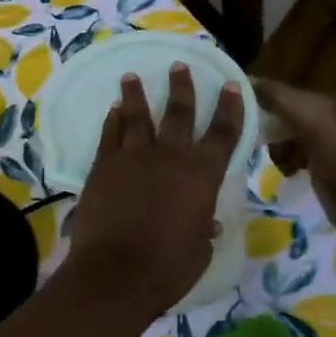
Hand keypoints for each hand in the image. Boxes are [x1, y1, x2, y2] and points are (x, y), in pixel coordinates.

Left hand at [66, 64, 243, 309]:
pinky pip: (110, 134)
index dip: (230, 108)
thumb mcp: (198, 249)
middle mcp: (170, 156)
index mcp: (202, 174)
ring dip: (136, 94)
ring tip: (132, 76)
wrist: (116, 271)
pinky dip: (113, 120)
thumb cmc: (168, 267)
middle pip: (179, 112)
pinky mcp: (104, 165)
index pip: (223, 133)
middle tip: (179, 65)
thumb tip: (206, 221)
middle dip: (181, 87)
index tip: (232, 86)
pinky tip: (113, 110)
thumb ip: (202, 227)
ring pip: (137, 116)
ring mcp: (133, 156)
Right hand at [251, 79, 335, 249]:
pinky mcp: (322, 167)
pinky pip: (293, 154)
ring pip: (284, 135)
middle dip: (262, 122)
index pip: (279, 90)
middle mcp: (325, 118)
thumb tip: (245, 80)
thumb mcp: (311, 123)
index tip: (225, 105)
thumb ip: (280, 99)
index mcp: (324, 102)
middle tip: (242, 136)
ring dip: (273, 145)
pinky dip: (284, 160)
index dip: (254, 94)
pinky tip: (285, 171)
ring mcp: (325, 143)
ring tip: (266, 158)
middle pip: (281, 112)